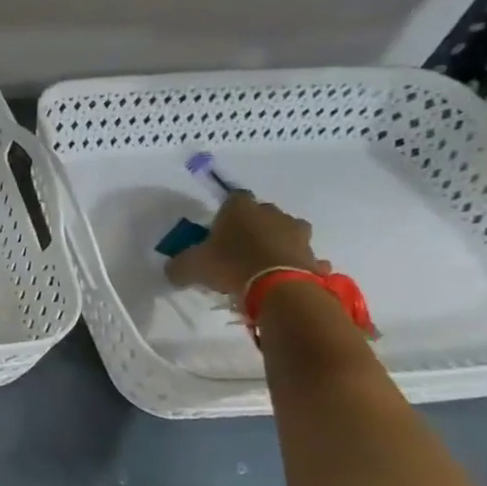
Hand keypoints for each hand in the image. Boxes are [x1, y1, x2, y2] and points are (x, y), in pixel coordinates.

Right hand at [166, 192, 326, 297]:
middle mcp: (272, 214)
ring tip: (262, 264)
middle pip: (262, 214)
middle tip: (237, 247)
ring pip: (286, 233)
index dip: (225, 212)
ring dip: (277, 243)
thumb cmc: (231, 265)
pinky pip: (302, 258)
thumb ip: (179, 266)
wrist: (279, 288)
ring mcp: (298, 234)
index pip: (233, 198)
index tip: (217, 228)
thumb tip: (174, 270)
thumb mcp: (190, 267)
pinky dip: (294, 265)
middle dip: (252, 226)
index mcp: (241, 208)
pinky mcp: (312, 256)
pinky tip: (282, 279)